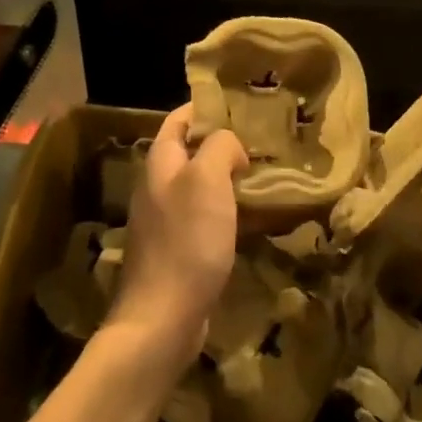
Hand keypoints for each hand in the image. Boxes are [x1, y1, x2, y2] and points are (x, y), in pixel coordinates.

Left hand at [105, 105, 246, 370]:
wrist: (163, 318)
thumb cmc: (186, 241)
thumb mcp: (207, 180)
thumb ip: (219, 147)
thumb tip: (230, 146)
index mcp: (160, 164)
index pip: (179, 120)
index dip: (205, 107)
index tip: (241, 104)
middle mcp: (158, 188)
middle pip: (189, 153)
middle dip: (222, 143)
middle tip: (262, 140)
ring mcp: (165, 222)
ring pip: (200, 186)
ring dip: (228, 178)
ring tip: (264, 174)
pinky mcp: (178, 251)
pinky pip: (205, 218)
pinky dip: (227, 210)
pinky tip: (252, 218)